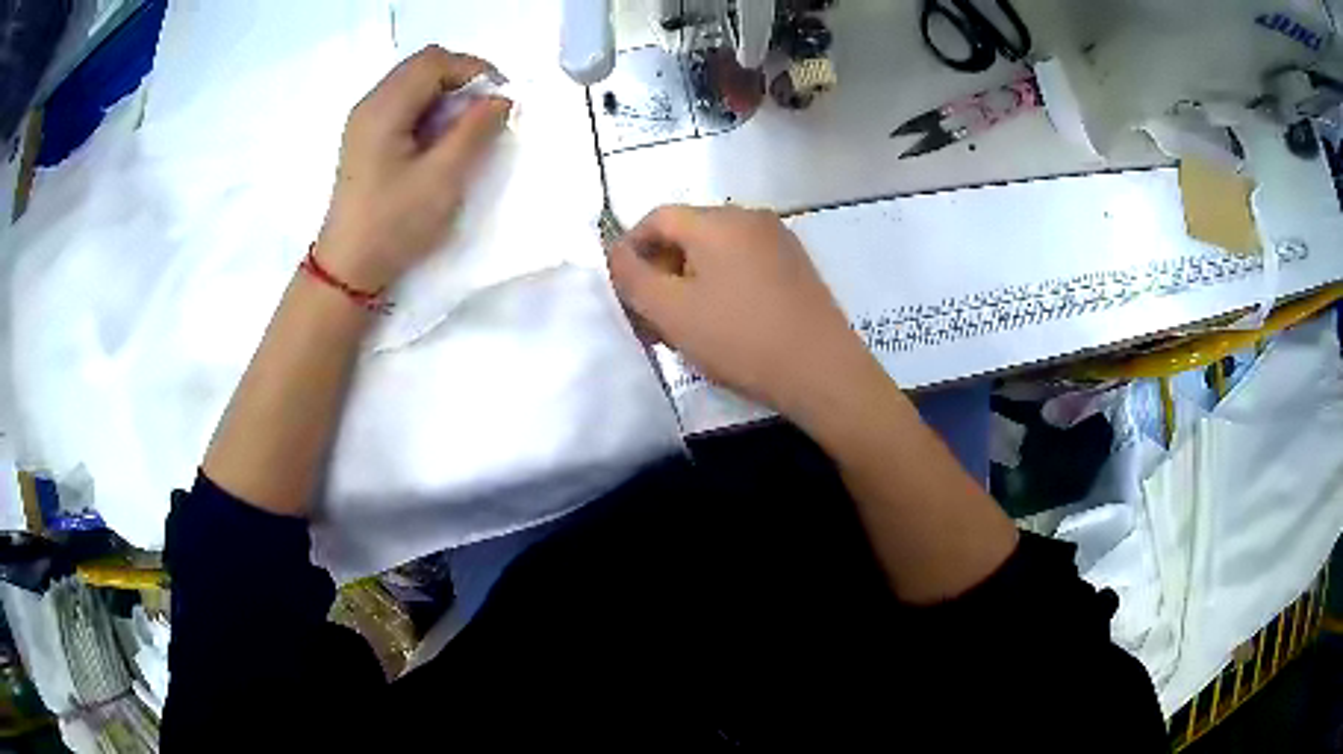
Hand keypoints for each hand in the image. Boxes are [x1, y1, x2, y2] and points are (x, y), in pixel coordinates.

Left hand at [315, 46, 510, 291]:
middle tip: (487, 111)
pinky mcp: (366, 138)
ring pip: (414, 83)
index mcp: (384, 108)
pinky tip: (440, 139)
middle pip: (422, 66)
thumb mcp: (443, 178)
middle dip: (462, 79)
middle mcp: (370, 104)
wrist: (348, 268)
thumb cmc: (393, 224)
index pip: (434, 61)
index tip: (500, 99)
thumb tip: (502, 98)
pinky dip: (430, 109)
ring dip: (447, 94)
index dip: (474, 70)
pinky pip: (404, 104)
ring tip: (467, 127)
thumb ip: (475, 130)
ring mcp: (365, 120)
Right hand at [608, 205, 873, 414]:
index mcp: (717, 221)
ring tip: (684, 326)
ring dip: (689, 282)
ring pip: (715, 251)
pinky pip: (743, 263)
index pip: (657, 218)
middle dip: (661, 271)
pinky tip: (722, 322)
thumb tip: (617, 252)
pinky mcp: (796, 265)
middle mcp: (750, 217)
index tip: (624, 292)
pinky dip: (721, 285)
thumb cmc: (741, 339)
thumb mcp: (671, 312)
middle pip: (687, 233)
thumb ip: (632, 277)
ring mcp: (778, 240)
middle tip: (651, 318)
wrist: (823, 372)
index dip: (630, 250)